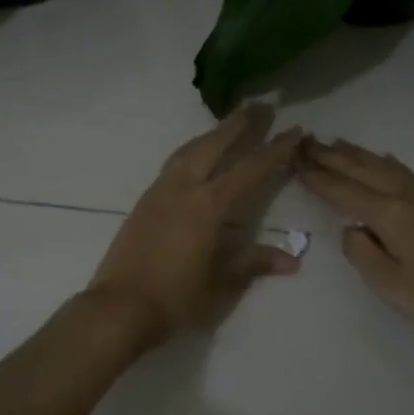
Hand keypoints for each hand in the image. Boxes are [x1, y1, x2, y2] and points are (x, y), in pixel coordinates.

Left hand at [87, 107, 305, 350]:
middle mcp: (185, 188)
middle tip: (260, 105)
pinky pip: (175, 162)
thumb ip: (254, 263)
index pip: (250, 169)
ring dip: (213, 133)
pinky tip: (197, 155)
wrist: (118, 308)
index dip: (276, 149)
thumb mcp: (221, 284)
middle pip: (215, 145)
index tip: (295, 130)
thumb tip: (292, 259)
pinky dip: (193, 149)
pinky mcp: (145, 200)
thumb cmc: (175, 299)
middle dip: (239, 124)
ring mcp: (161, 191)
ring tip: (229, 123)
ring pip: (190, 149)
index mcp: (209, 206)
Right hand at [298, 138, 413, 346]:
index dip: (317, 176)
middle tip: (306, 141)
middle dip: (332, 155)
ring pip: (385, 165)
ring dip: (358, 153)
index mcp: (390, 215)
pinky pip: (404, 172)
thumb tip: (351, 230)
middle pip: (363, 169)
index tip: (294, 159)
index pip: (343, 190)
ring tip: (337, 143)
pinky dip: (385, 162)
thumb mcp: (392, 286)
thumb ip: (363, 254)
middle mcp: (407, 196)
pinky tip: (385, 160)